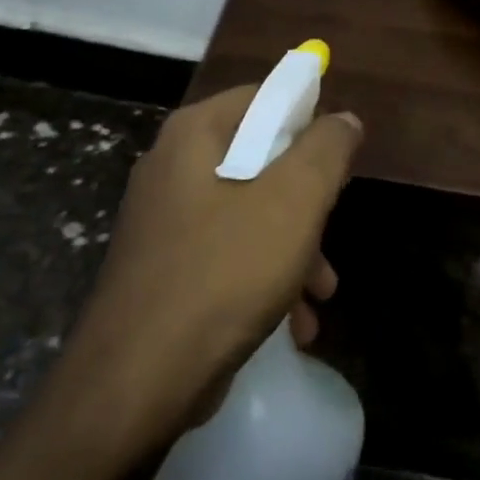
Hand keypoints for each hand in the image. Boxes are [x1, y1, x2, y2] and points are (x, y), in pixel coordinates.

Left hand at [59, 87, 362, 444]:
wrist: (137, 381)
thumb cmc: (223, 272)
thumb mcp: (293, 201)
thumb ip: (326, 149)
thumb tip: (342, 119)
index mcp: (195, 135)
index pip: (264, 98)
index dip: (310, 121)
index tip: (339, 161)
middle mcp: (174, 168)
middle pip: (262, 160)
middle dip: (308, 204)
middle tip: (331, 235)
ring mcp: (166, 221)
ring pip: (251, 214)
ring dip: (295, 250)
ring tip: (321, 295)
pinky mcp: (167, 268)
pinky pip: (230, 255)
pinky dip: (266, 279)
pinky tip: (295, 325)